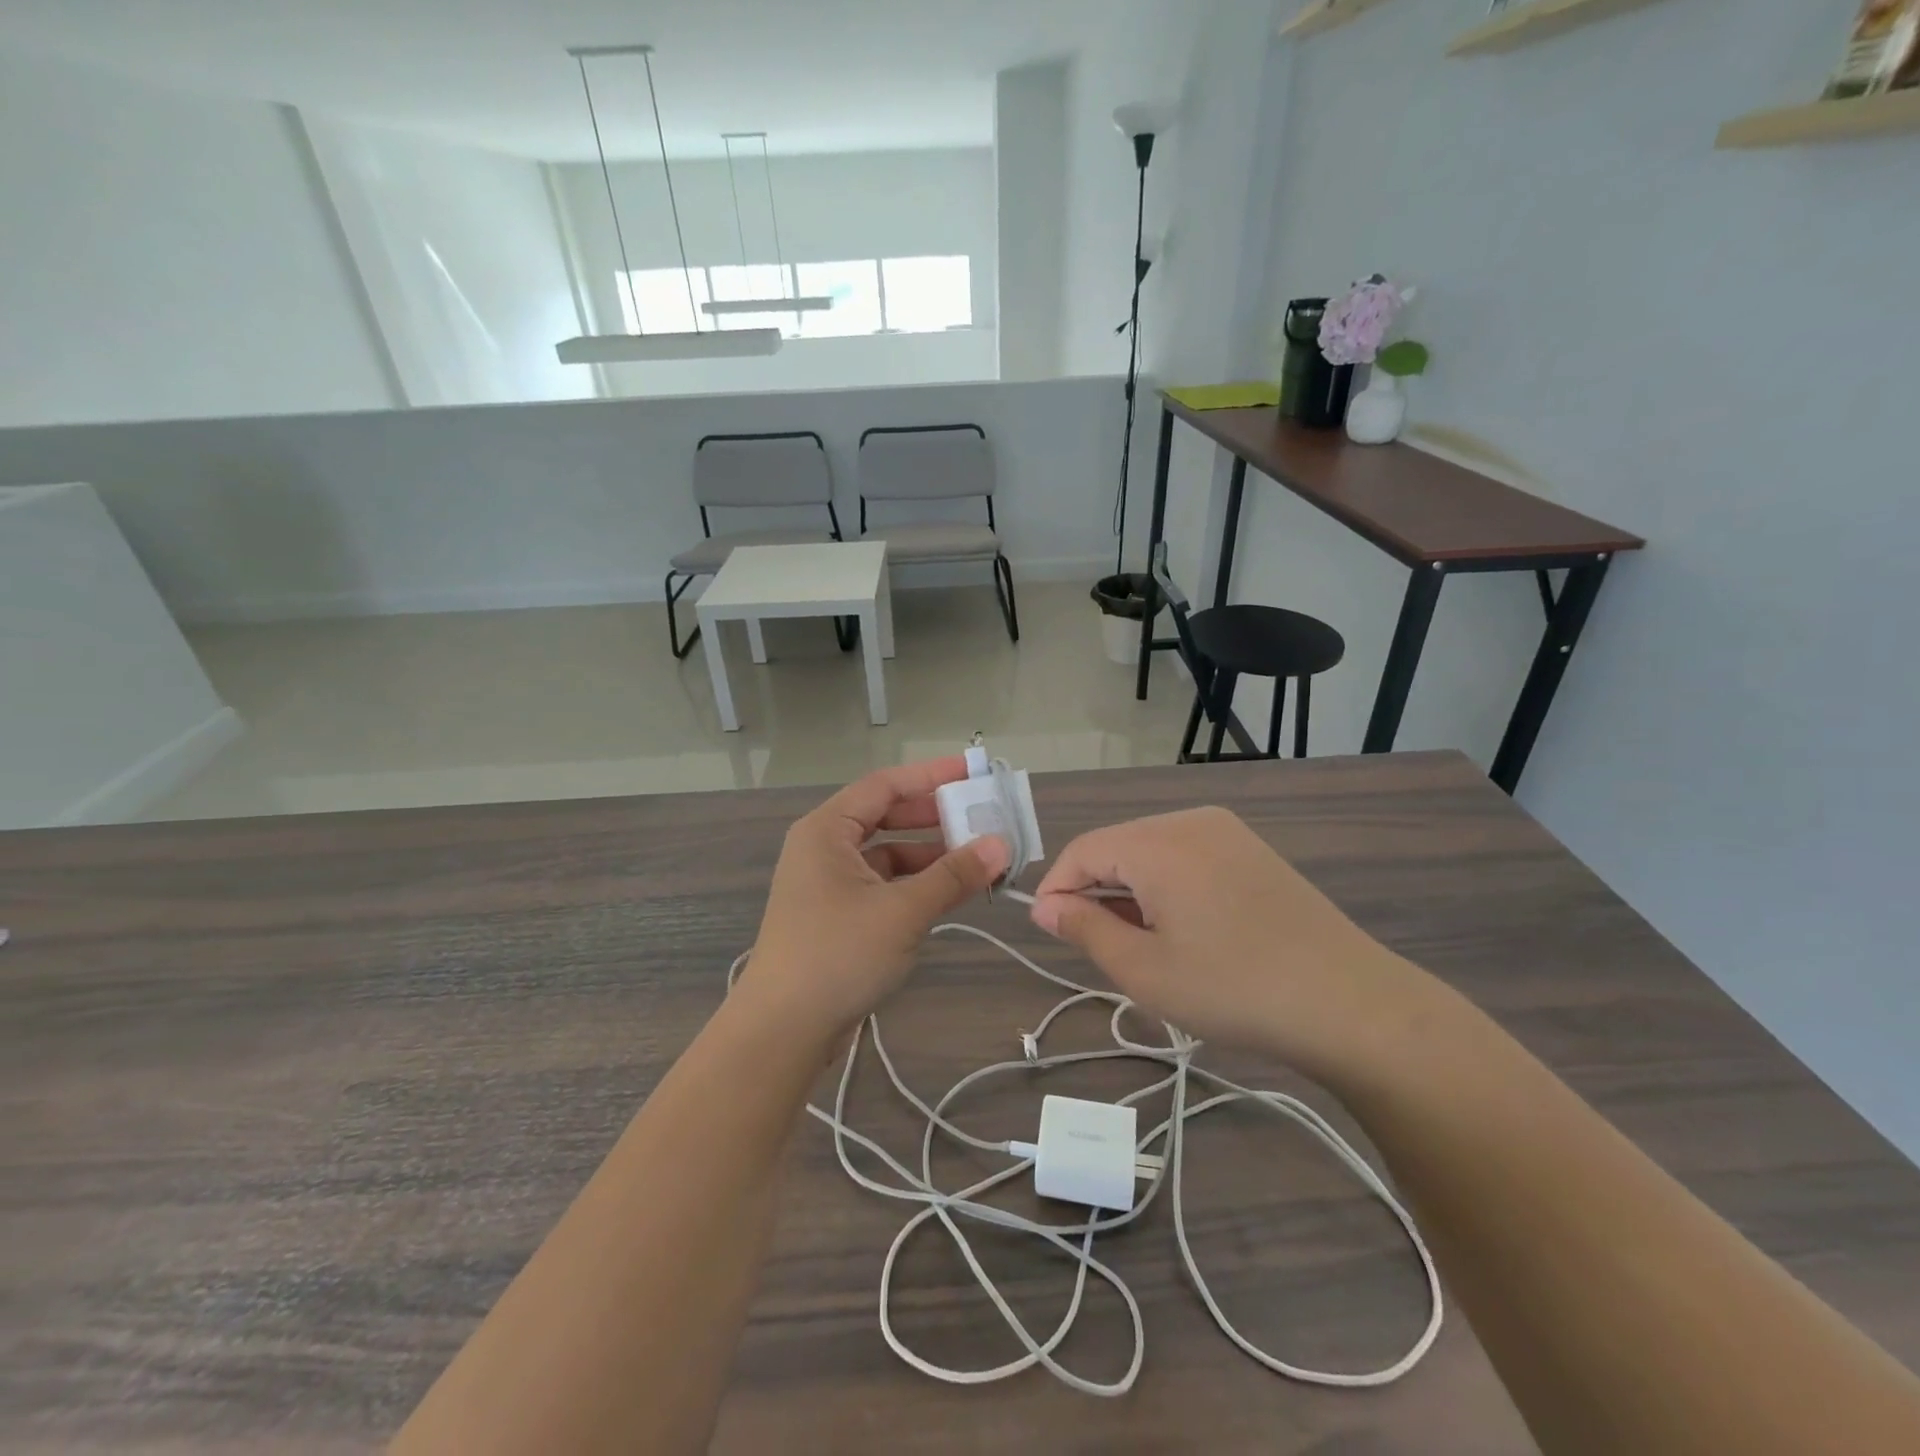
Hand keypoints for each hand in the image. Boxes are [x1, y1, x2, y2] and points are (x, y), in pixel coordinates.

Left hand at [738, 758, 1009, 1042]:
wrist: (783, 1031)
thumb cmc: (837, 955)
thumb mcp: (902, 912)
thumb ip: (953, 876)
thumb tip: (1001, 845)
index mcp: (827, 830)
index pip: (885, 785)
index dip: (931, 776)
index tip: (973, 772)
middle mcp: (824, 847)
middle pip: (885, 816)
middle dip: (933, 816)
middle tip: (981, 816)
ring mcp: (828, 883)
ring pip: (886, 853)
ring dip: (929, 854)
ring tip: (976, 858)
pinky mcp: (837, 915)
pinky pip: (882, 883)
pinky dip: (914, 884)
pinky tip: (948, 893)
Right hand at [1028, 807, 1421, 1077]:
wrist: (1351, 1004)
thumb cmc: (1234, 989)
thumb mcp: (1144, 970)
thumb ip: (1084, 929)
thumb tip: (1043, 906)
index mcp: (1159, 843)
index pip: (1083, 850)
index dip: (1057, 888)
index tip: (1049, 932)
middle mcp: (1191, 821)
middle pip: (1117, 846)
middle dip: (1097, 892)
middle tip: (1102, 950)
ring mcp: (1227, 832)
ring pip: (1151, 852)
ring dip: (1132, 892)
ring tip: (1144, 947)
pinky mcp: (1252, 851)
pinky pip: (1187, 857)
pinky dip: (1167, 887)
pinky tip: (1185, 931)